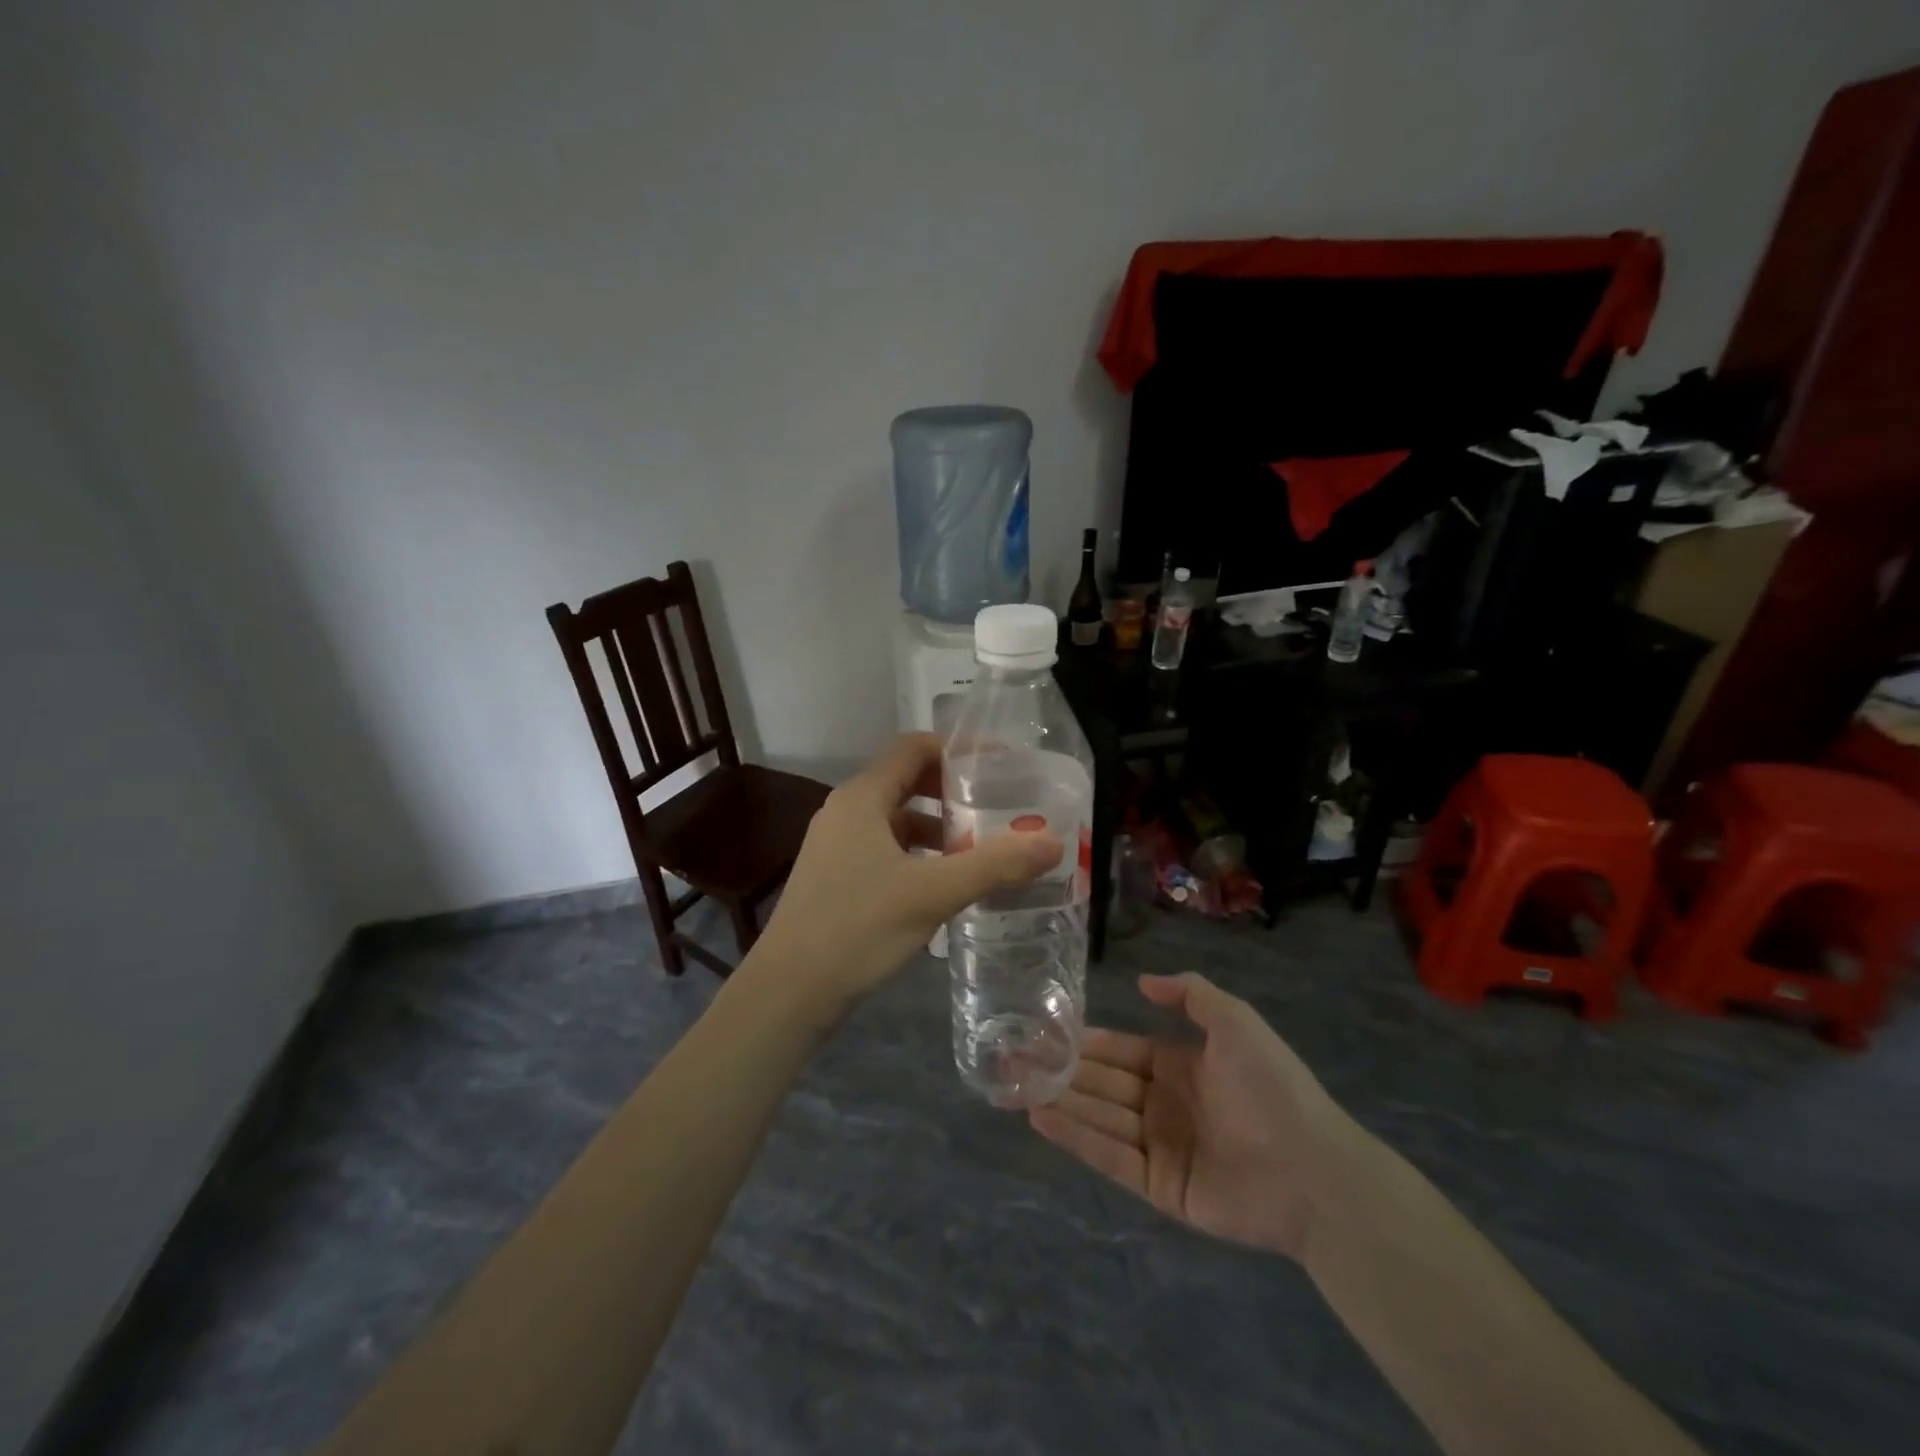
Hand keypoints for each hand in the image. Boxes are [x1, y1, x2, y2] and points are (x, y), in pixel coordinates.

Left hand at [752, 734, 1063, 1012]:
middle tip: (997, 807)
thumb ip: (994, 865)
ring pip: (896, 820)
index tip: (1000, 766)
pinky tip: (944, 884)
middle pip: (906, 781)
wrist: (788, 993)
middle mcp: (845, 811)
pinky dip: (918, 855)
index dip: (957, 749)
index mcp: (861, 798)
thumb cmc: (858, 928)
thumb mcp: (933, 893)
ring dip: (937, 828)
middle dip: (953, 792)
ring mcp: (836, 846)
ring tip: (980, 848)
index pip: (913, 748)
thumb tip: (1053, 842)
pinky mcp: (836, 878)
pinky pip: (885, 849)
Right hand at [1030, 972, 1356, 1259]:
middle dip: (1061, 1070)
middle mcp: (1164, 1103)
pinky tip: (1040, 1118)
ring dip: (1059, 1100)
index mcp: (1180, 1065)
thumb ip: (1190, 994)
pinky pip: (1110, 1156)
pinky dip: (1075, 1137)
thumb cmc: (1271, 1086)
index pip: (1121, 1050)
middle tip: (1013, 1057)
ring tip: (1013, 1085)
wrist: (1313, 1170)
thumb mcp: (1235, 1021)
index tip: (1046, 1031)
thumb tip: (1141, 982)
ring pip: (1099, 1117)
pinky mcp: (1158, 1186)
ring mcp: (1159, 1146)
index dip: (1086, 1041)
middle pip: (1103, 1084)